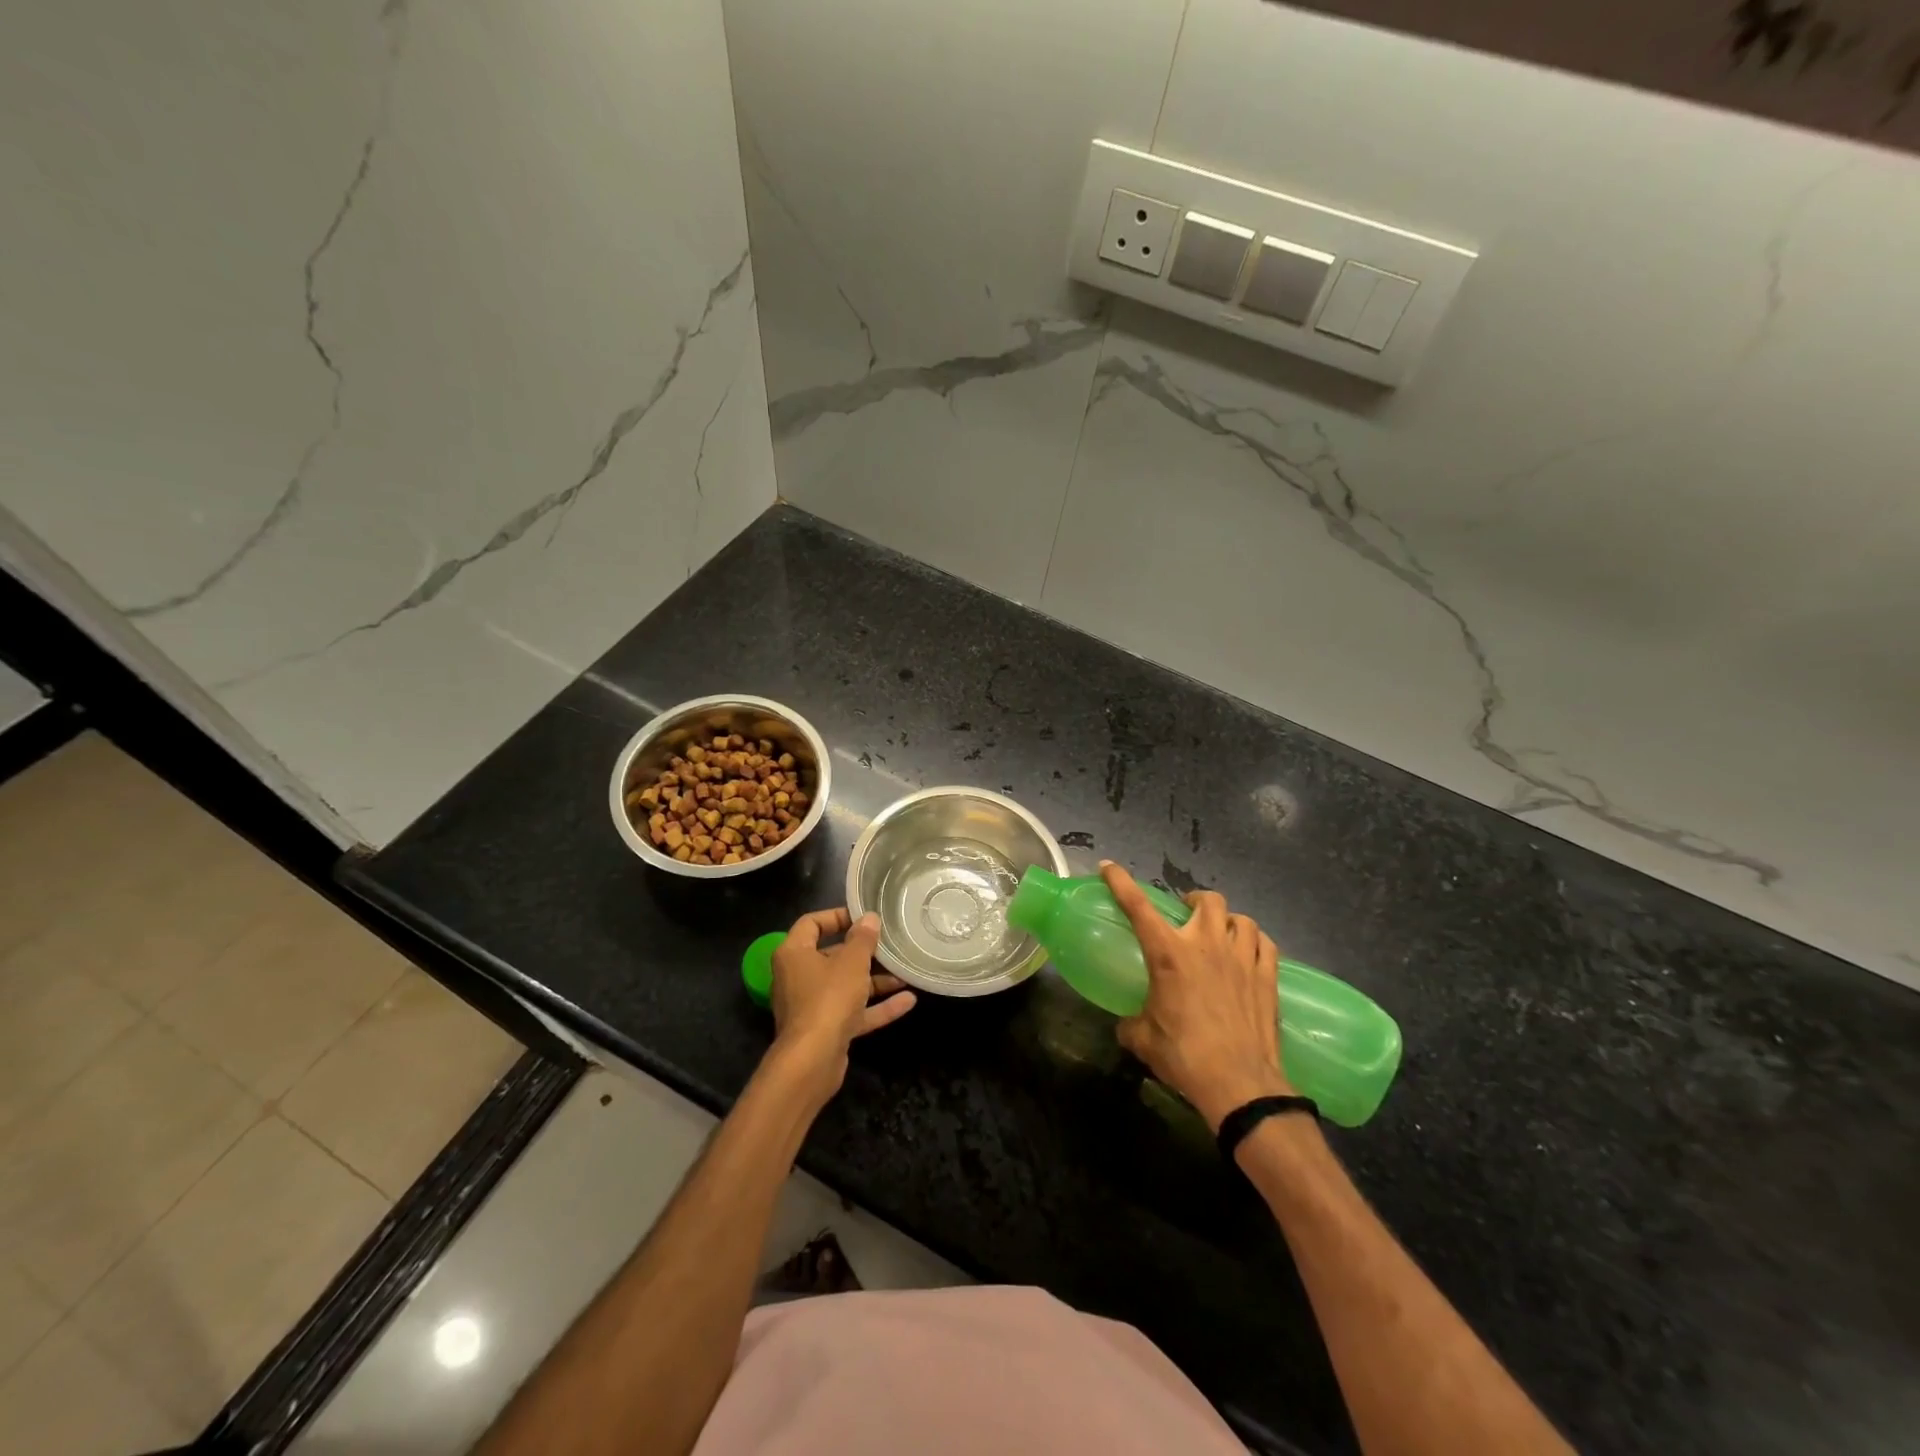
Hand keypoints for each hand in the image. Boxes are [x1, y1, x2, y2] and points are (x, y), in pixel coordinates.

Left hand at [767, 908, 915, 1098]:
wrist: (811, 1062)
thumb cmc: (828, 999)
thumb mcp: (852, 962)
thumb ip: (862, 939)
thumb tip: (869, 918)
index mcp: (794, 954)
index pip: (812, 923)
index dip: (837, 916)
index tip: (864, 917)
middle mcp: (798, 977)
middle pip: (831, 955)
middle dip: (862, 952)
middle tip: (889, 944)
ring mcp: (812, 1006)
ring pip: (845, 985)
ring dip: (875, 981)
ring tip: (904, 973)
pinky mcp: (825, 1030)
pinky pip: (853, 1011)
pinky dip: (877, 1007)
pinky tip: (908, 1001)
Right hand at [1100, 861, 1292, 1130]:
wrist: (1239, 1084)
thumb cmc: (1184, 1057)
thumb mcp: (1143, 1039)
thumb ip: (1131, 1022)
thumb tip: (1127, 1023)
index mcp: (1169, 954)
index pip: (1138, 906)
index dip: (1121, 882)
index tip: (1109, 867)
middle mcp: (1206, 945)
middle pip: (1205, 900)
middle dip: (1194, 901)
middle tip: (1186, 916)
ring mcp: (1242, 957)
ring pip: (1239, 917)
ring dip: (1226, 920)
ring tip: (1220, 933)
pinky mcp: (1268, 976)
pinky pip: (1264, 943)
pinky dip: (1253, 941)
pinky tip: (1248, 953)